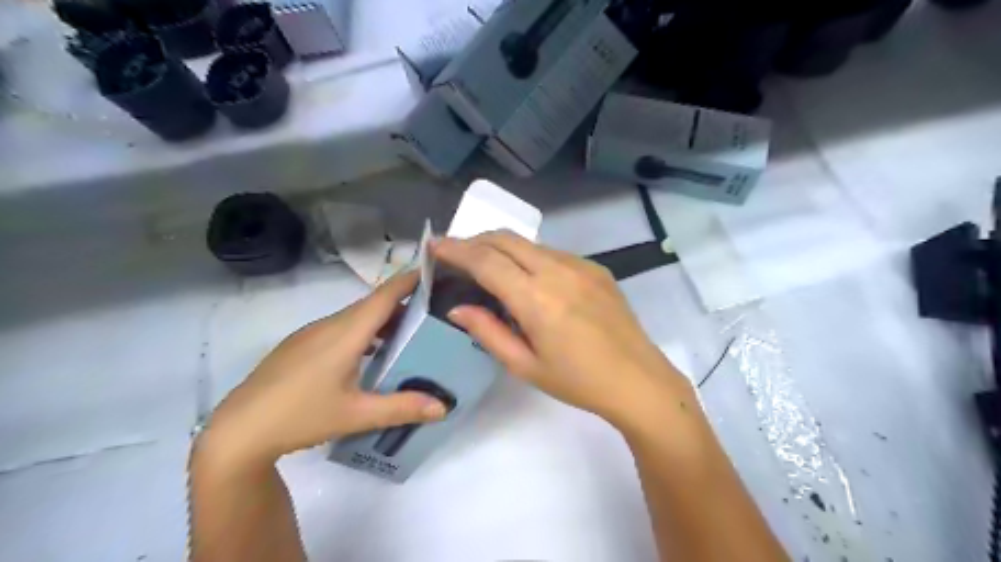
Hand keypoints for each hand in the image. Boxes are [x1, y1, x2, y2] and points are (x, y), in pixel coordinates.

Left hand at [196, 272, 444, 469]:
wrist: (238, 431)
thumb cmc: (301, 416)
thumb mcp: (357, 415)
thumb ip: (402, 407)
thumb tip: (444, 407)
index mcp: (346, 333)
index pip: (384, 296)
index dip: (410, 280)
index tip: (435, 272)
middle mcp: (328, 325)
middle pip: (372, 304)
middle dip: (404, 303)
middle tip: (434, 311)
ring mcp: (310, 334)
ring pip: (355, 317)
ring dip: (382, 320)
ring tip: (408, 334)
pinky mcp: (299, 346)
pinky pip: (339, 328)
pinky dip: (363, 332)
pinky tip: (370, 355)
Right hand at [435, 227, 683, 426]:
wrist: (638, 380)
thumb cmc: (578, 381)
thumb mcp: (525, 365)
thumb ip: (487, 331)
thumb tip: (457, 308)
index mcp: (536, 298)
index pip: (486, 261)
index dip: (456, 250)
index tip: (435, 246)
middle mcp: (558, 271)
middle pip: (506, 239)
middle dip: (475, 240)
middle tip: (456, 255)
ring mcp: (580, 265)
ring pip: (530, 243)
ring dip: (502, 248)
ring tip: (488, 267)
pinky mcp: (595, 268)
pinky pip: (553, 253)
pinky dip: (530, 257)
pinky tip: (529, 279)